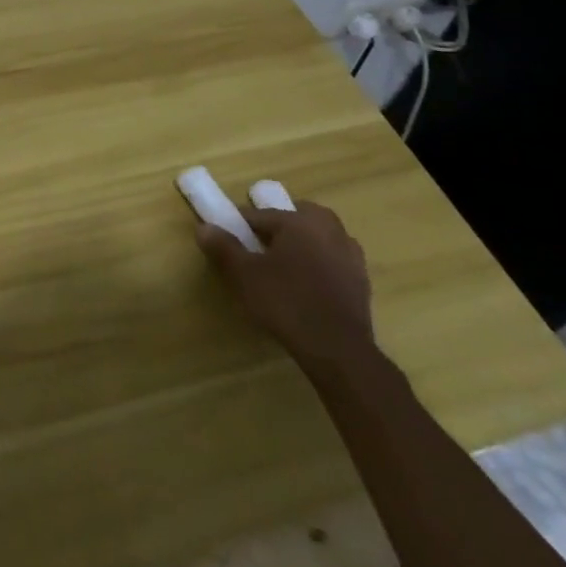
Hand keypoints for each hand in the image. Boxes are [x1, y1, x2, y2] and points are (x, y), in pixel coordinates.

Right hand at [196, 201, 374, 370]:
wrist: (339, 352)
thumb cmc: (287, 303)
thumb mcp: (245, 275)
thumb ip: (223, 247)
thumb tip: (203, 227)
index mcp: (299, 220)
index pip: (260, 215)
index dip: (241, 226)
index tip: (229, 240)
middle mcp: (329, 229)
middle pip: (296, 218)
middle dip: (278, 228)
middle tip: (261, 249)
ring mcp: (350, 255)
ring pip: (319, 238)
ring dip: (302, 245)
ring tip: (284, 267)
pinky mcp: (362, 282)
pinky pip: (334, 261)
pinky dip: (320, 266)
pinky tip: (307, 287)